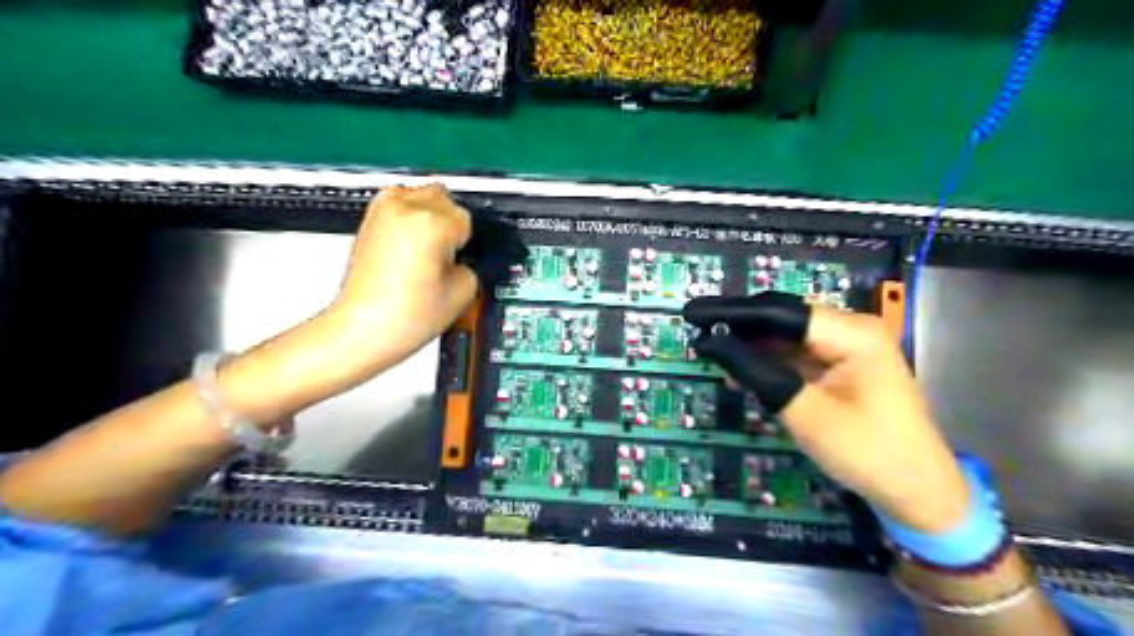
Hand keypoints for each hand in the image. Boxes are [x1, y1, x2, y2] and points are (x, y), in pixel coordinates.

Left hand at [325, 185, 474, 366]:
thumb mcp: (463, 292)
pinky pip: (399, 203)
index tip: (465, 258)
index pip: (468, 219)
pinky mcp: (369, 221)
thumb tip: (467, 256)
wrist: (363, 328)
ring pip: (421, 194)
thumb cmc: (402, 316)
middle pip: (446, 199)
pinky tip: (414, 244)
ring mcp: (383, 213)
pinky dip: (410, 217)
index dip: (470, 243)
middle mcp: (405, 210)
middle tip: (449, 255)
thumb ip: (473, 265)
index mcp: (432, 224)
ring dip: (432, 215)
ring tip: (430, 248)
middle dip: (452, 224)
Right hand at [681, 293, 963, 532]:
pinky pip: (796, 356)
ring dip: (750, 345)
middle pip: (782, 318)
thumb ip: (757, 372)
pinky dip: (767, 362)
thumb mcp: (804, 411)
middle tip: (696, 328)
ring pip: (786, 336)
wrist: (918, 492)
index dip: (732, 312)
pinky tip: (739, 370)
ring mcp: (847, 349)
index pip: (778, 312)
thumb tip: (711, 343)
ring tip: (710, 349)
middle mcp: (850, 330)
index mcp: (851, 332)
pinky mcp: (842, 368)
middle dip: (738, 324)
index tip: (692, 313)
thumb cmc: (866, 451)